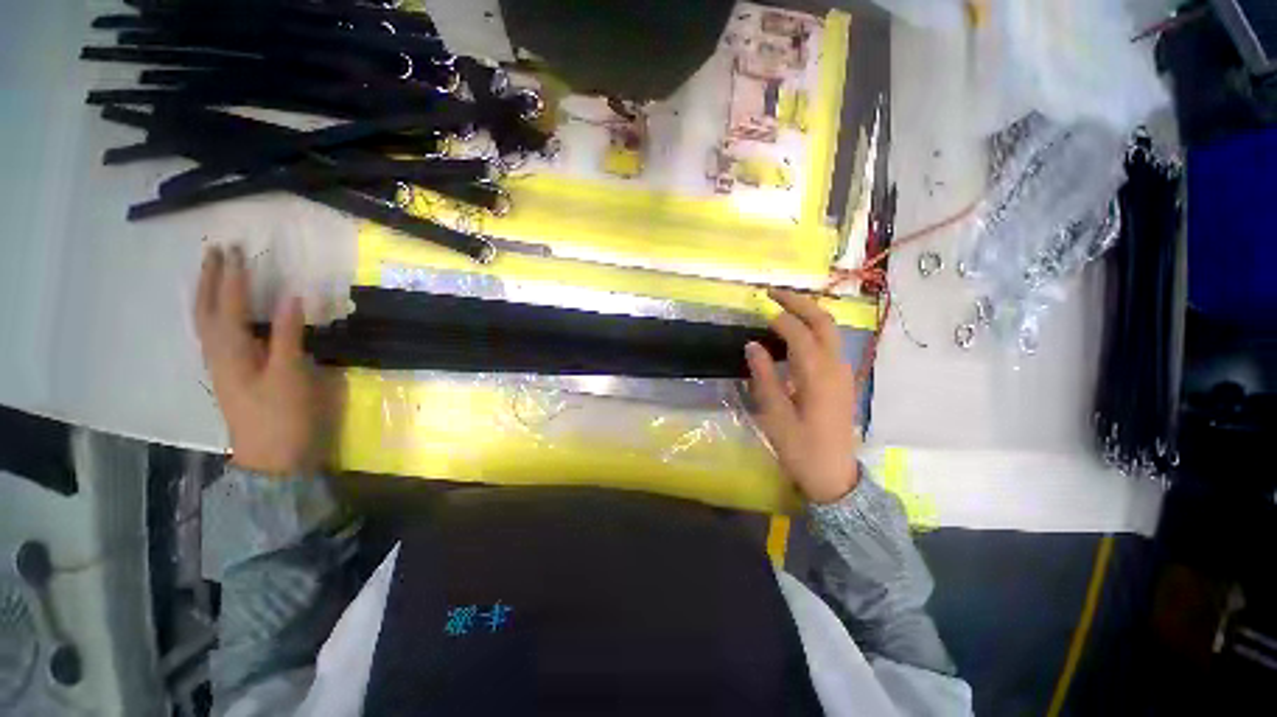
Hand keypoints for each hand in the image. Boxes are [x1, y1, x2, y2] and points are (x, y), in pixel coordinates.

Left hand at [194, 245, 333, 475]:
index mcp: (231, 351)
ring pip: (207, 322)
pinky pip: (217, 335)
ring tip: (216, 274)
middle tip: (217, 252)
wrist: (273, 458)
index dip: (234, 278)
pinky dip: (217, 315)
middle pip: (207, 310)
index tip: (237, 250)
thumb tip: (292, 297)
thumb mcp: (290, 375)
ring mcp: (223, 367)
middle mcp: (219, 354)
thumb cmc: (283, 416)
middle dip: (211, 280)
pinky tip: (225, 315)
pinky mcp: (233, 376)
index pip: (230, 306)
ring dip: (210, 294)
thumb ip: (288, 336)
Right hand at [746, 289, 860, 503]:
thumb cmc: (800, 448)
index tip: (760, 311)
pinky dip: (813, 329)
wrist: (834, 476)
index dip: (780, 319)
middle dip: (800, 302)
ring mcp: (843, 373)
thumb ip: (764, 377)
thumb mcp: (775, 415)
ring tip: (782, 306)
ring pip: (830, 330)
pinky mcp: (842, 380)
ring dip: (808, 313)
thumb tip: (752, 345)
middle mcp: (836, 368)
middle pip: (824, 322)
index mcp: (818, 376)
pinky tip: (796, 334)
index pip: (800, 334)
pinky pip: (829, 344)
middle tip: (773, 293)